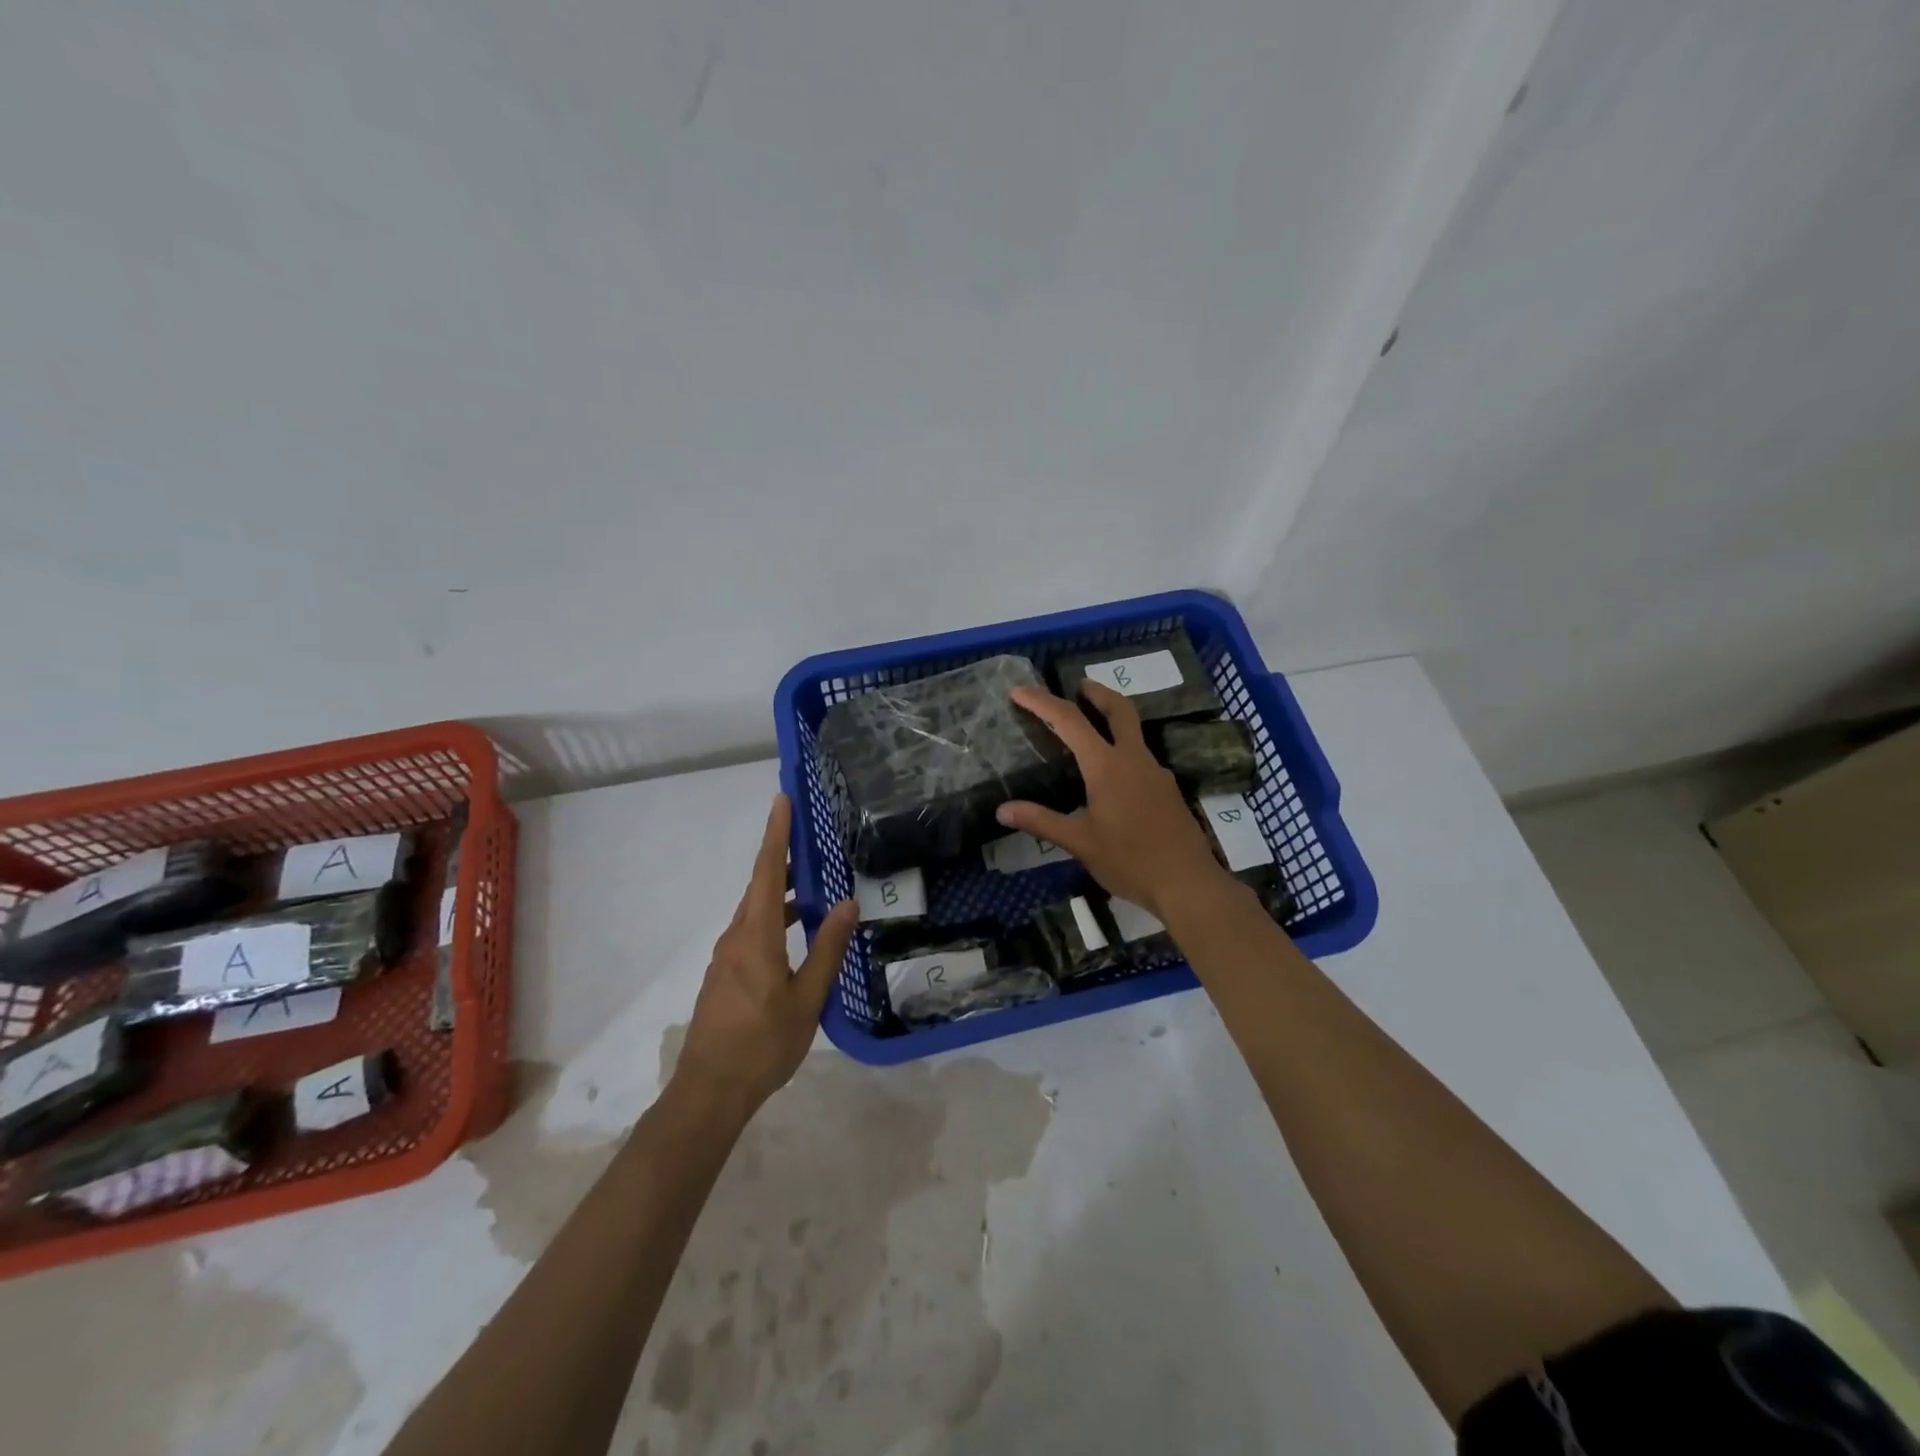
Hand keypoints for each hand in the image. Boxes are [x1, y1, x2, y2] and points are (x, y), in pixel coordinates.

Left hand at [675, 794, 858, 1119]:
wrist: (709, 1092)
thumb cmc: (763, 1045)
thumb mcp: (807, 999)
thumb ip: (828, 949)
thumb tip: (847, 903)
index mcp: (755, 936)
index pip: (768, 871)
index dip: (776, 834)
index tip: (782, 799)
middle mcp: (736, 937)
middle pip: (760, 886)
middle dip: (785, 860)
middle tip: (815, 842)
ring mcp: (727, 957)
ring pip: (757, 911)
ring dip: (783, 894)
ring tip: (817, 891)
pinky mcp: (725, 975)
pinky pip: (752, 932)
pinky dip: (776, 919)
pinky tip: (799, 936)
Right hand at [997, 682, 1231, 920]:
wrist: (1187, 883)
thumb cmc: (1129, 860)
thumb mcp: (1079, 843)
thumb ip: (1041, 821)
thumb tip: (1002, 810)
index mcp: (1107, 766)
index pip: (1070, 722)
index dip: (1042, 703)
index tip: (1020, 692)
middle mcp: (1134, 759)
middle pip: (1118, 709)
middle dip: (1096, 692)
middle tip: (1078, 686)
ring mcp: (1156, 772)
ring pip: (1134, 731)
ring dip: (1112, 718)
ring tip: (1090, 727)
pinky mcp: (1167, 789)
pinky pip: (1141, 756)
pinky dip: (1122, 747)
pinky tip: (1112, 775)